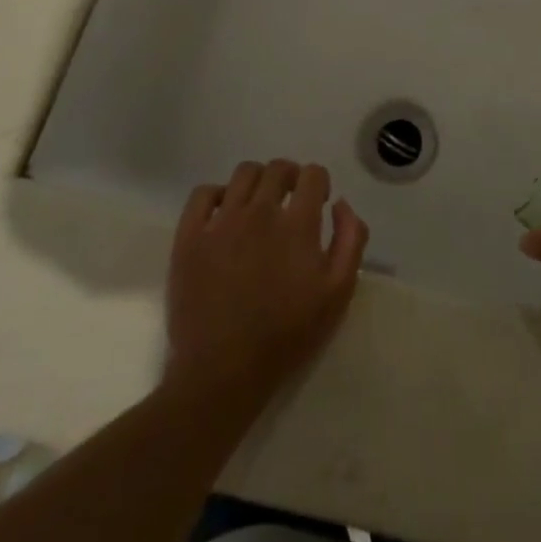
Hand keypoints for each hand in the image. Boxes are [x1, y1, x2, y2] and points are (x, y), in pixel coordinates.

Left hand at [166, 160, 369, 404]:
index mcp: (297, 224)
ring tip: (257, 205)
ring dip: (257, 181)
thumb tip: (341, 204)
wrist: (223, 373)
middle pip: (278, 168)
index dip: (319, 183)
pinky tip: (223, 214)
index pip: (312, 174)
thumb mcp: (338, 293)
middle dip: (290, 177)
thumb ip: (350, 240)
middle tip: (290, 200)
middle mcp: (259, 212)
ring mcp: (221, 222)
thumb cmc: (287, 335)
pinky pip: (202, 194)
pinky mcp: (189, 238)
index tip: (318, 202)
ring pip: (243, 174)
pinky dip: (216, 195)